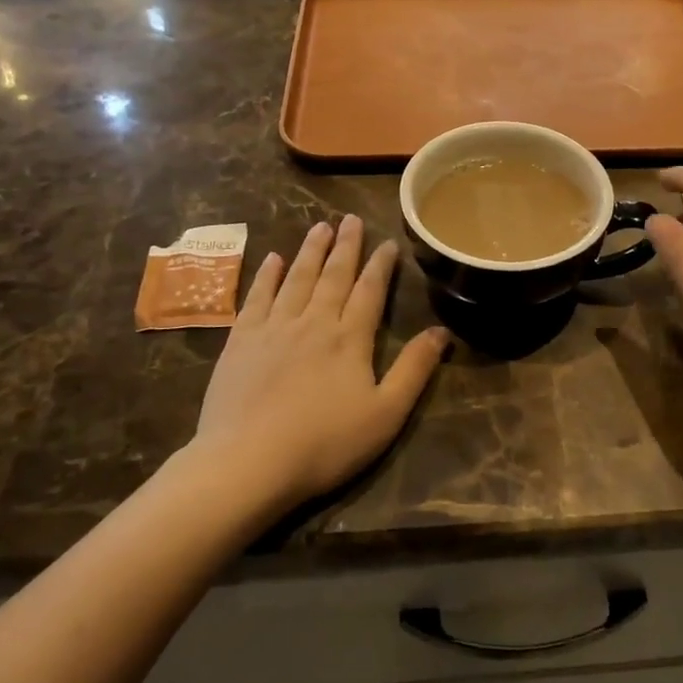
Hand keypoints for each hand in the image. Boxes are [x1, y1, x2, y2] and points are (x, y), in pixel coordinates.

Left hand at [193, 216, 448, 511]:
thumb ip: (414, 370)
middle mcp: (314, 322)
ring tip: (319, 226)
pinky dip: (267, 275)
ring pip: (297, 278)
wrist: (248, 462)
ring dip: (310, 251)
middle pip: (333, 276)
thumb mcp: (385, 414)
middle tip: (350, 219)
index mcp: (350, 339)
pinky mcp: (241, 341)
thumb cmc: (324, 443)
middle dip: (345, 246)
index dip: (381, 265)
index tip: (388, 243)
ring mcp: (274, 328)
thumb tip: (442, 332)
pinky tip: (273, 259)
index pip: (370, 291)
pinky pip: (257, 297)